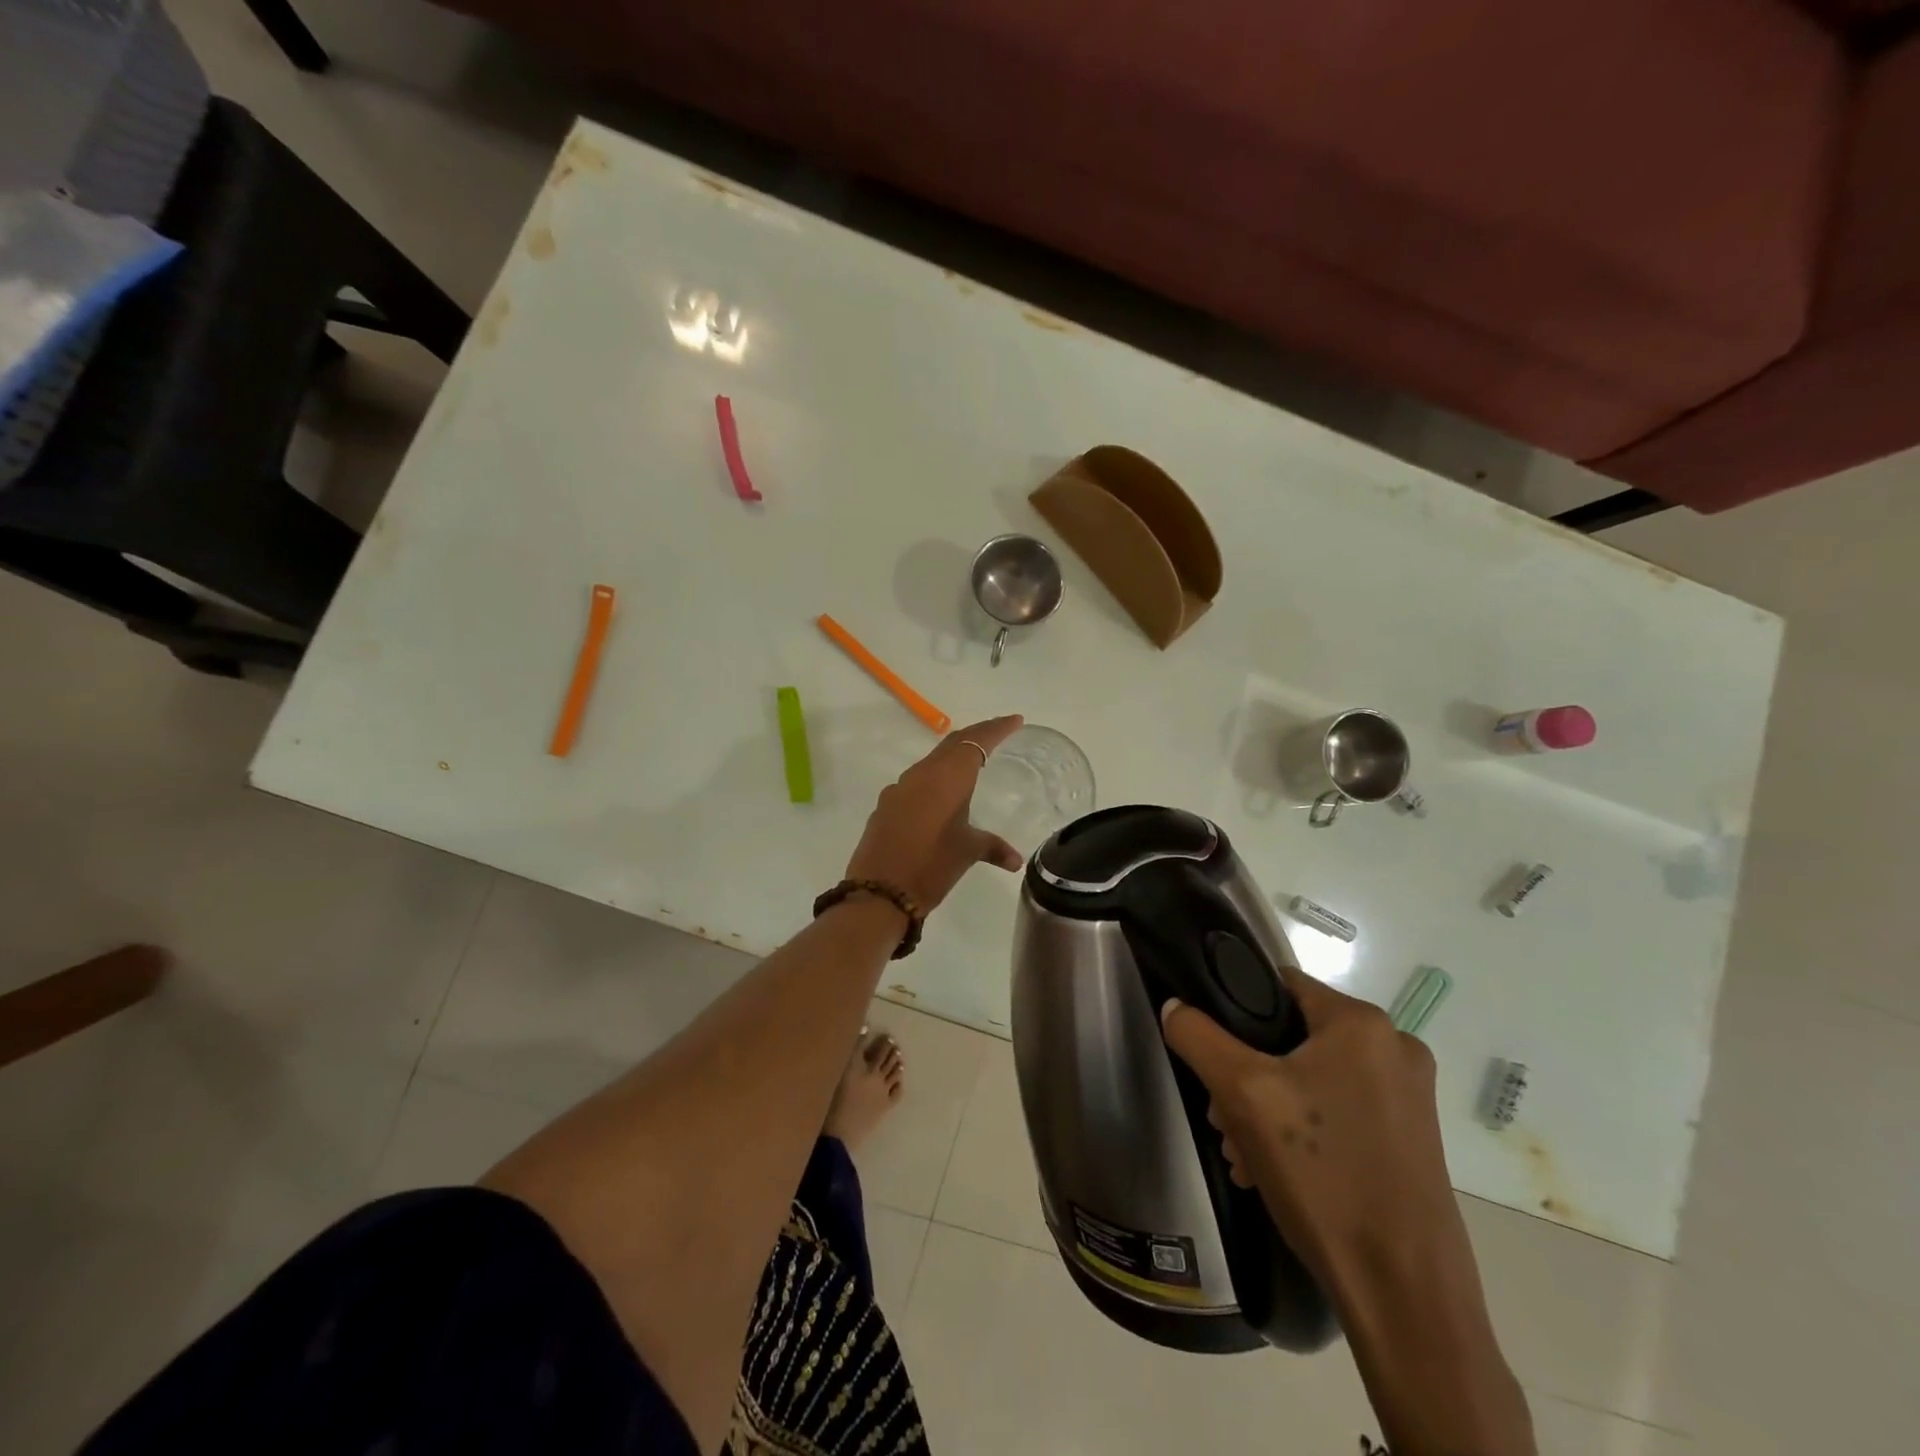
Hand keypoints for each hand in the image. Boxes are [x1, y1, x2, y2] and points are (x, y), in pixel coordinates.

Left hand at [844, 715, 1026, 912]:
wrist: (879, 892)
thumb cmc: (931, 866)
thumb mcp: (967, 852)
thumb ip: (993, 847)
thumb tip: (1015, 859)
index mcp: (947, 777)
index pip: (976, 741)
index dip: (997, 728)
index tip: (1015, 721)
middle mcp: (922, 774)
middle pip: (953, 744)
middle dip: (977, 736)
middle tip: (998, 734)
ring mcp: (899, 788)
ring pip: (932, 761)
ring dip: (952, 757)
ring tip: (972, 764)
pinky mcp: (886, 805)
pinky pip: (916, 782)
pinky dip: (934, 779)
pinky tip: (940, 796)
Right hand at [1159, 967, 1459, 1282]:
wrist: (1404, 1295)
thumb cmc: (1323, 1177)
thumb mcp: (1243, 1096)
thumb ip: (1199, 1037)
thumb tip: (1175, 1006)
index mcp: (1363, 1023)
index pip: (1278, 985)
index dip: (1235, 1008)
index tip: (1211, 1051)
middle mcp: (1396, 1048)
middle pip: (1293, 1036)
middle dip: (1248, 1073)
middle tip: (1222, 1117)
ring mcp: (1410, 1097)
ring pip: (1313, 1077)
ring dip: (1269, 1106)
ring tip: (1242, 1151)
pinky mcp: (1413, 1138)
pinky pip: (1340, 1110)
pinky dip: (1304, 1130)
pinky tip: (1274, 1170)